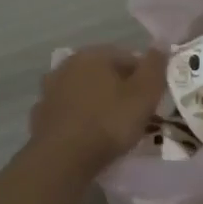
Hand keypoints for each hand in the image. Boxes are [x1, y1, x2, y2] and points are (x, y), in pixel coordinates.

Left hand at [28, 45, 167, 170]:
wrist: (62, 159)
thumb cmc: (108, 123)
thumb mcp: (144, 95)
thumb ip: (155, 67)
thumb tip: (161, 44)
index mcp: (93, 54)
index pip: (129, 57)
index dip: (145, 78)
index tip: (153, 101)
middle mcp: (68, 64)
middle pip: (105, 73)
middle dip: (120, 89)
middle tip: (135, 115)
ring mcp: (51, 89)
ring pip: (85, 92)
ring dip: (98, 103)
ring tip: (112, 128)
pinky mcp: (41, 114)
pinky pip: (69, 112)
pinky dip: (80, 119)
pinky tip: (88, 137)